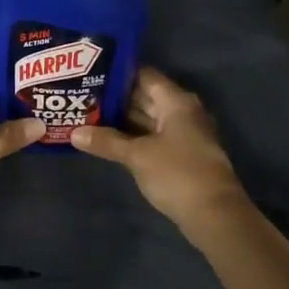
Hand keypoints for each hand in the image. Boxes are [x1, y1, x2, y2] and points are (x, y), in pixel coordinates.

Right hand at [70, 67, 246, 227]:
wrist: (214, 214)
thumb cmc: (177, 173)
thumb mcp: (137, 155)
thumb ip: (106, 141)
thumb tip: (74, 133)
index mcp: (176, 102)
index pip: (144, 75)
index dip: (118, 73)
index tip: (90, 73)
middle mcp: (182, 113)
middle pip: (145, 97)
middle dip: (116, 98)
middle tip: (82, 95)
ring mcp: (182, 135)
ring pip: (147, 120)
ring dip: (121, 120)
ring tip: (87, 115)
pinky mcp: (180, 156)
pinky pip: (151, 138)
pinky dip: (132, 138)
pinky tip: (107, 141)